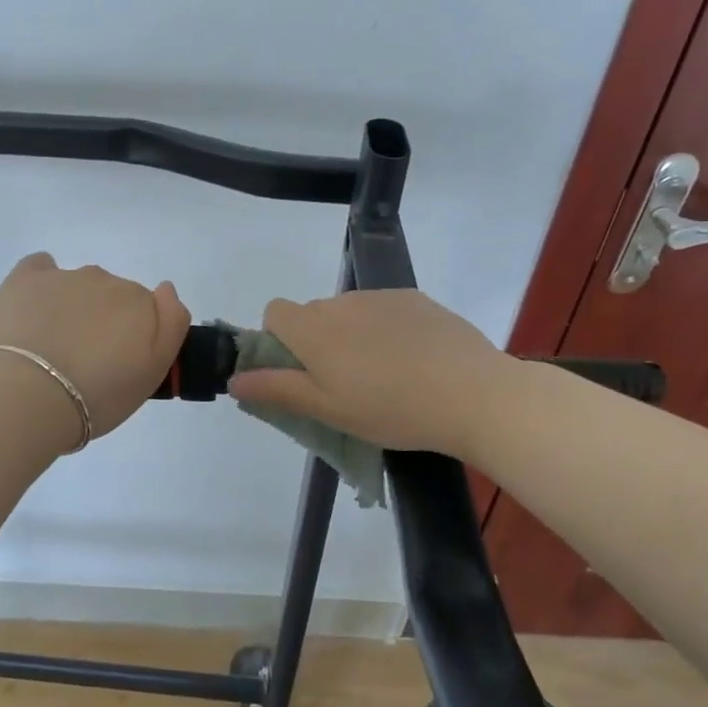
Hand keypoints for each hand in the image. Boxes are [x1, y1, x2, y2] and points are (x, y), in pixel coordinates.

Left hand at [0, 253, 191, 438]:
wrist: (30, 399)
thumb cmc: (99, 395)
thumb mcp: (153, 372)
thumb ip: (171, 324)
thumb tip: (165, 289)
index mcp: (139, 302)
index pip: (144, 309)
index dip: (133, 335)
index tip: (119, 362)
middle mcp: (105, 280)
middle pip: (111, 296)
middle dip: (104, 321)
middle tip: (88, 361)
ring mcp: (64, 277)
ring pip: (77, 286)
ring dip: (73, 308)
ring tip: (54, 349)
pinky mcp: (25, 279)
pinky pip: (40, 267)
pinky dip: (41, 284)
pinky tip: (34, 309)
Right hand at [225, 290, 506, 457]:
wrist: (473, 393)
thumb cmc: (392, 409)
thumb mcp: (328, 410)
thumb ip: (277, 390)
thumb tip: (234, 379)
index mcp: (314, 329)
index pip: (275, 312)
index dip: (279, 339)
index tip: (302, 372)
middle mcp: (341, 303)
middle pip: (313, 313)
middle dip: (318, 341)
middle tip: (345, 383)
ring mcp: (381, 297)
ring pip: (349, 312)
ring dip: (353, 335)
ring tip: (385, 375)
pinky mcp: (415, 298)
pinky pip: (383, 309)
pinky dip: (386, 328)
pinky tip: (414, 360)